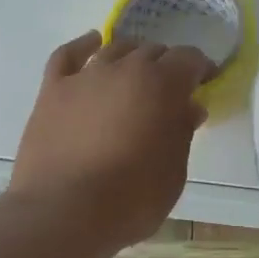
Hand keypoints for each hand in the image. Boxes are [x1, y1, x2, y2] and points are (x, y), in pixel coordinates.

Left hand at [10, 31, 214, 251]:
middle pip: (152, 51)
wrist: (62, 213)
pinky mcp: (53, 89)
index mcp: (162, 84)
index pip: (189, 58)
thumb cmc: (130, 200)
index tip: (205, 82)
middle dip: (166, 65)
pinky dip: (83, 46)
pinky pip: (69, 54)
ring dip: (131, 56)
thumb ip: (183, 132)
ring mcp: (85, 76)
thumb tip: (189, 107)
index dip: (200, 68)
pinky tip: (92, 43)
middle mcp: (125, 68)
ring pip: (115, 49)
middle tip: (169, 90)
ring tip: (135, 73)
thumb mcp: (174, 172)